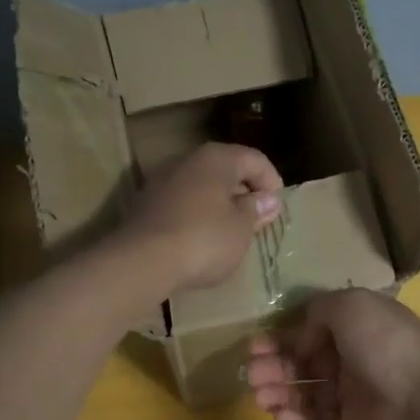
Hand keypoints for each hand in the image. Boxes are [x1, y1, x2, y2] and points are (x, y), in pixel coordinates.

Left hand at [115, 142, 282, 294]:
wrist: (142, 262)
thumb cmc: (204, 239)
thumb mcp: (241, 229)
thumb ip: (256, 211)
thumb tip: (268, 200)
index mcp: (216, 158)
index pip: (253, 158)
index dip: (271, 180)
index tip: (277, 207)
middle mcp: (186, 160)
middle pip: (224, 169)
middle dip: (243, 192)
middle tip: (256, 219)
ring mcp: (161, 181)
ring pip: (200, 186)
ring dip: (218, 204)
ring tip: (230, 231)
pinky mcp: (144, 205)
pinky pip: (180, 203)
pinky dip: (196, 215)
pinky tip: (201, 239)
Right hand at [247, 290, 419, 419]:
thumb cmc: (385, 345)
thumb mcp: (351, 305)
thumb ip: (320, 310)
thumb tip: (303, 336)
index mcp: (356, 331)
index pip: (310, 333)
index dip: (281, 338)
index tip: (256, 345)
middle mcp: (352, 362)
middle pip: (302, 365)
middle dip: (274, 367)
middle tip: (253, 373)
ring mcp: (352, 400)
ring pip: (304, 397)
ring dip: (278, 394)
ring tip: (261, 397)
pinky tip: (282, 417)